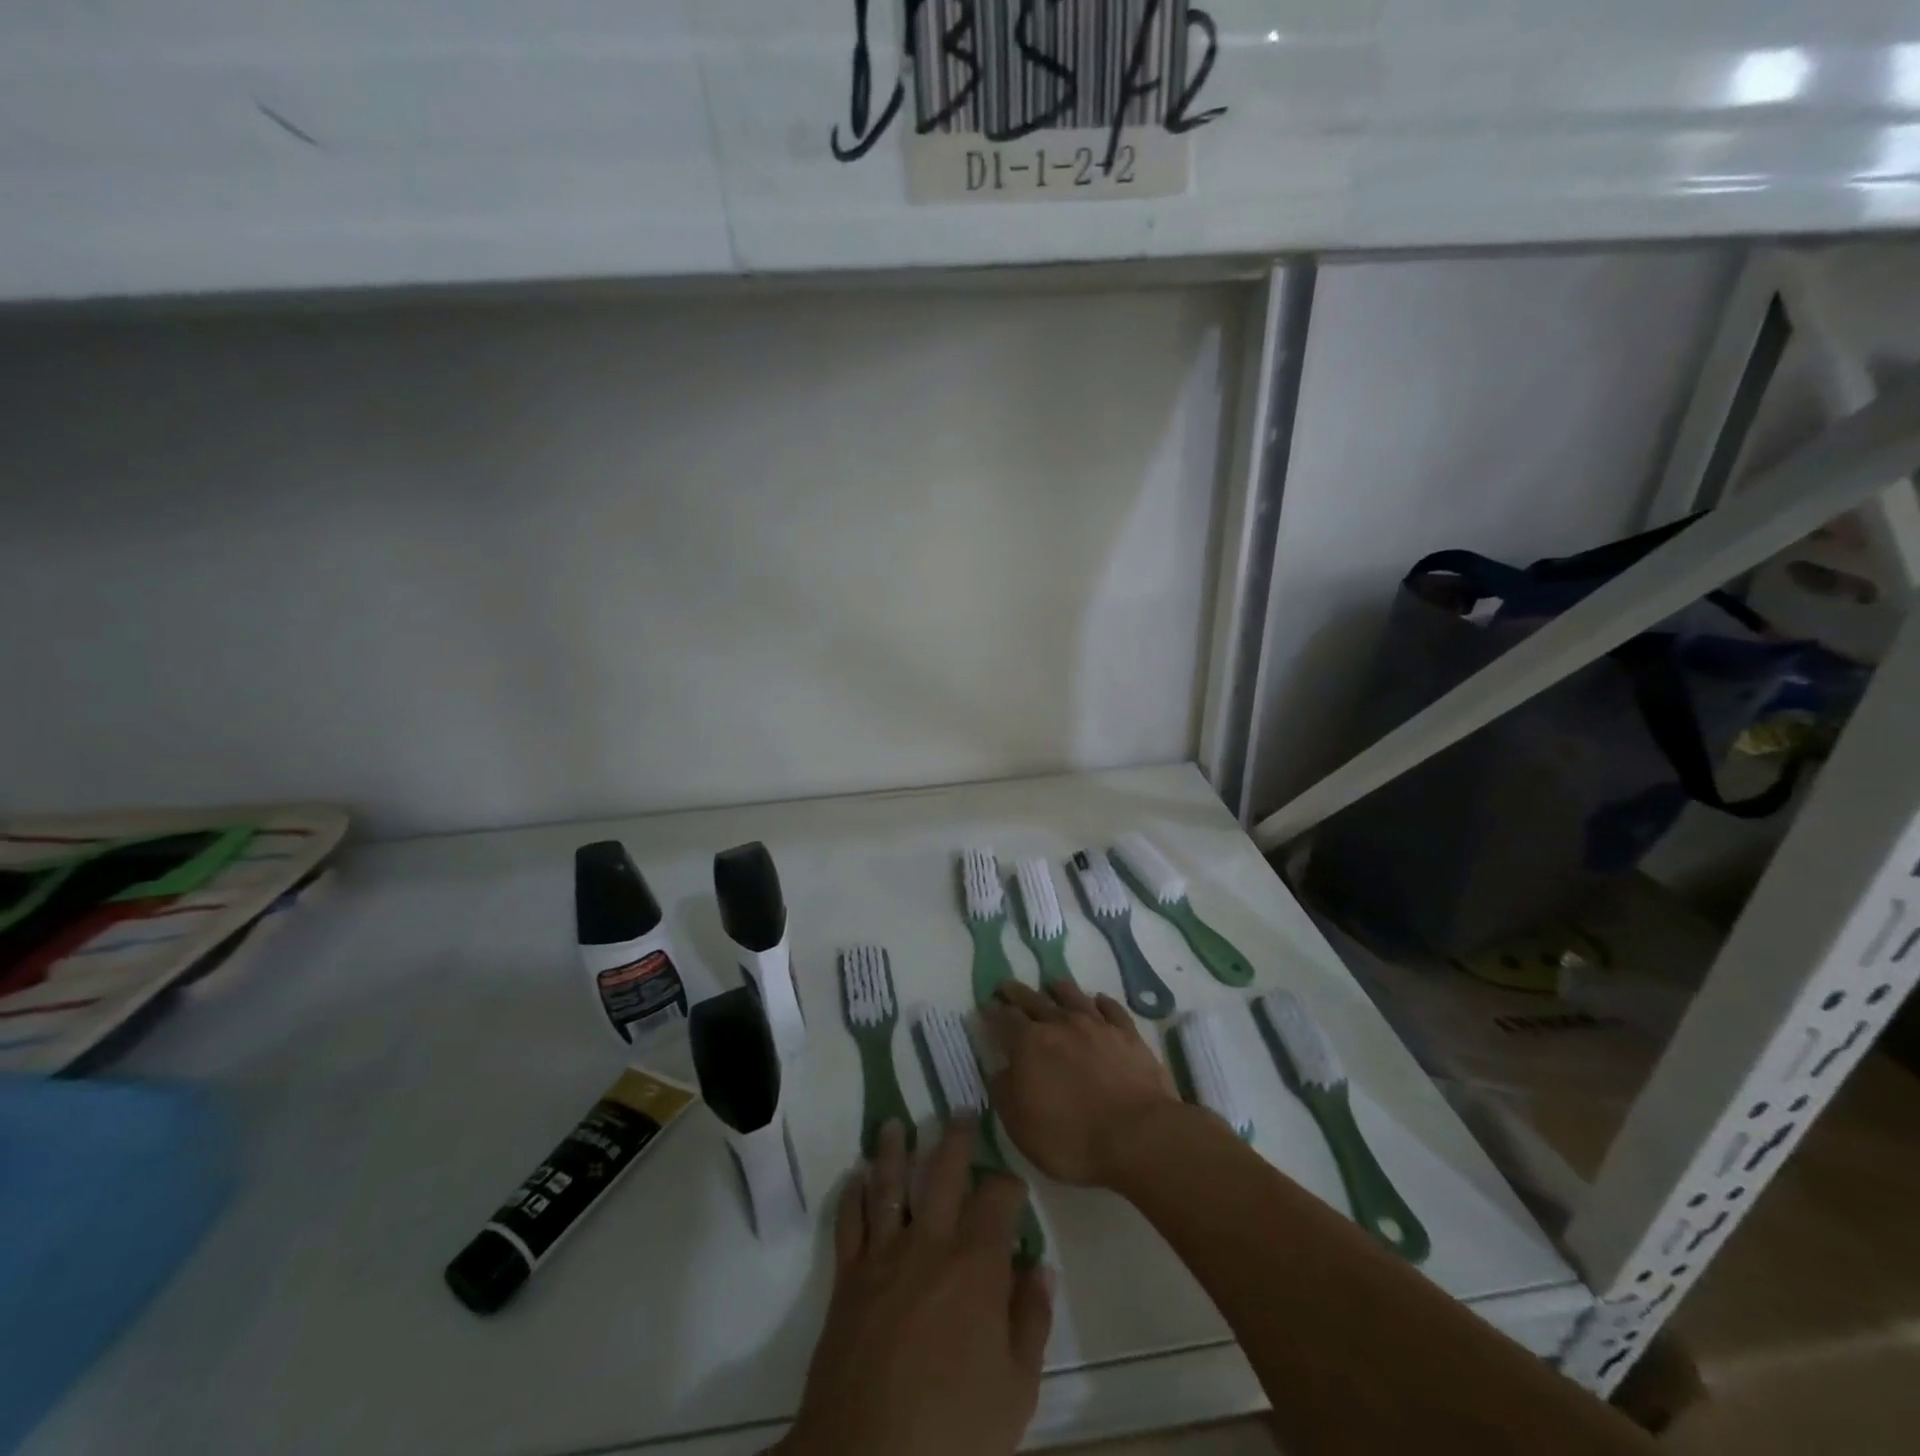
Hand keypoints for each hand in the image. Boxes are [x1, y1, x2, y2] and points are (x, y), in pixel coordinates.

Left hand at [780, 1118, 1052, 1455]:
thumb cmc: (954, 1430)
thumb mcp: (1016, 1390)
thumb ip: (1030, 1321)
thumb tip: (1040, 1268)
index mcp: (976, 1265)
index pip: (997, 1199)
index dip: (1009, 1184)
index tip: (1013, 1185)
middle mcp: (930, 1243)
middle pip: (944, 1172)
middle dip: (956, 1138)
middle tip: (960, 1110)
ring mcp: (884, 1256)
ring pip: (889, 1184)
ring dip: (893, 1149)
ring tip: (895, 1123)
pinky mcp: (847, 1278)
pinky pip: (849, 1223)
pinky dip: (851, 1196)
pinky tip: (854, 1177)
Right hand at [982, 980, 1180, 1187]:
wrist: (1138, 1135)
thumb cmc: (1071, 1137)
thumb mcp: (1021, 1125)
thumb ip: (1004, 1092)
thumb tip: (999, 1070)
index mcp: (1029, 1044)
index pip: (1004, 1019)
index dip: (992, 1012)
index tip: (986, 1006)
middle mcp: (1061, 1024)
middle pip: (1034, 1000)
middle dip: (1017, 992)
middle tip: (1007, 985)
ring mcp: (1097, 1026)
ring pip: (1073, 997)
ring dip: (1060, 989)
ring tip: (1052, 983)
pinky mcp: (1128, 1035)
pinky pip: (1112, 1010)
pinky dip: (1102, 1002)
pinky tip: (1099, 1000)